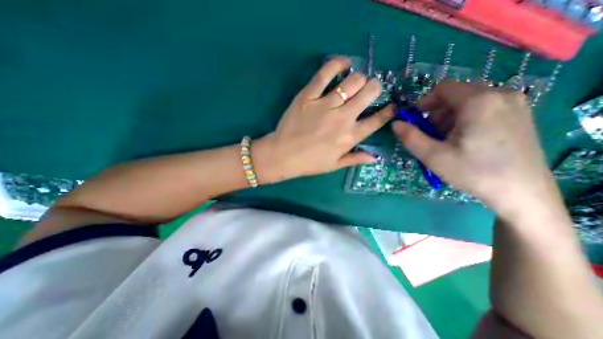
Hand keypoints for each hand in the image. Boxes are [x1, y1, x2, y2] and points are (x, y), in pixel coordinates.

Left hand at [253, 57, 393, 183]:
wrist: (283, 155)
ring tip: (355, 82)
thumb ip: (355, 159)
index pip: (377, 120)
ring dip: (359, 78)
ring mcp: (325, 105)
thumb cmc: (309, 163)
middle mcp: (342, 118)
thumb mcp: (334, 165)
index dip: (389, 111)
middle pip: (369, 93)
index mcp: (349, 137)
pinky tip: (344, 63)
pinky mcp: (308, 95)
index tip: (391, 106)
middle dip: (375, 88)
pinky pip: (325, 73)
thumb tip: (375, 158)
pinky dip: (338, 63)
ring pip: (352, 81)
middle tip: (369, 90)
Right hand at [393, 82, 558, 217]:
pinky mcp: (519, 115)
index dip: (424, 102)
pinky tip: (463, 140)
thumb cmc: (473, 172)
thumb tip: (396, 124)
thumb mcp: (433, 156)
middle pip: (456, 94)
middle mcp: (500, 94)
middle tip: (429, 135)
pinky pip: (483, 108)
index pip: (443, 88)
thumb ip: (410, 137)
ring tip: (444, 140)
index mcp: (479, 101)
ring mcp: (514, 104)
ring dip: (449, 117)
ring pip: (469, 101)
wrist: (522, 194)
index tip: (415, 121)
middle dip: (436, 112)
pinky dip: (465, 119)